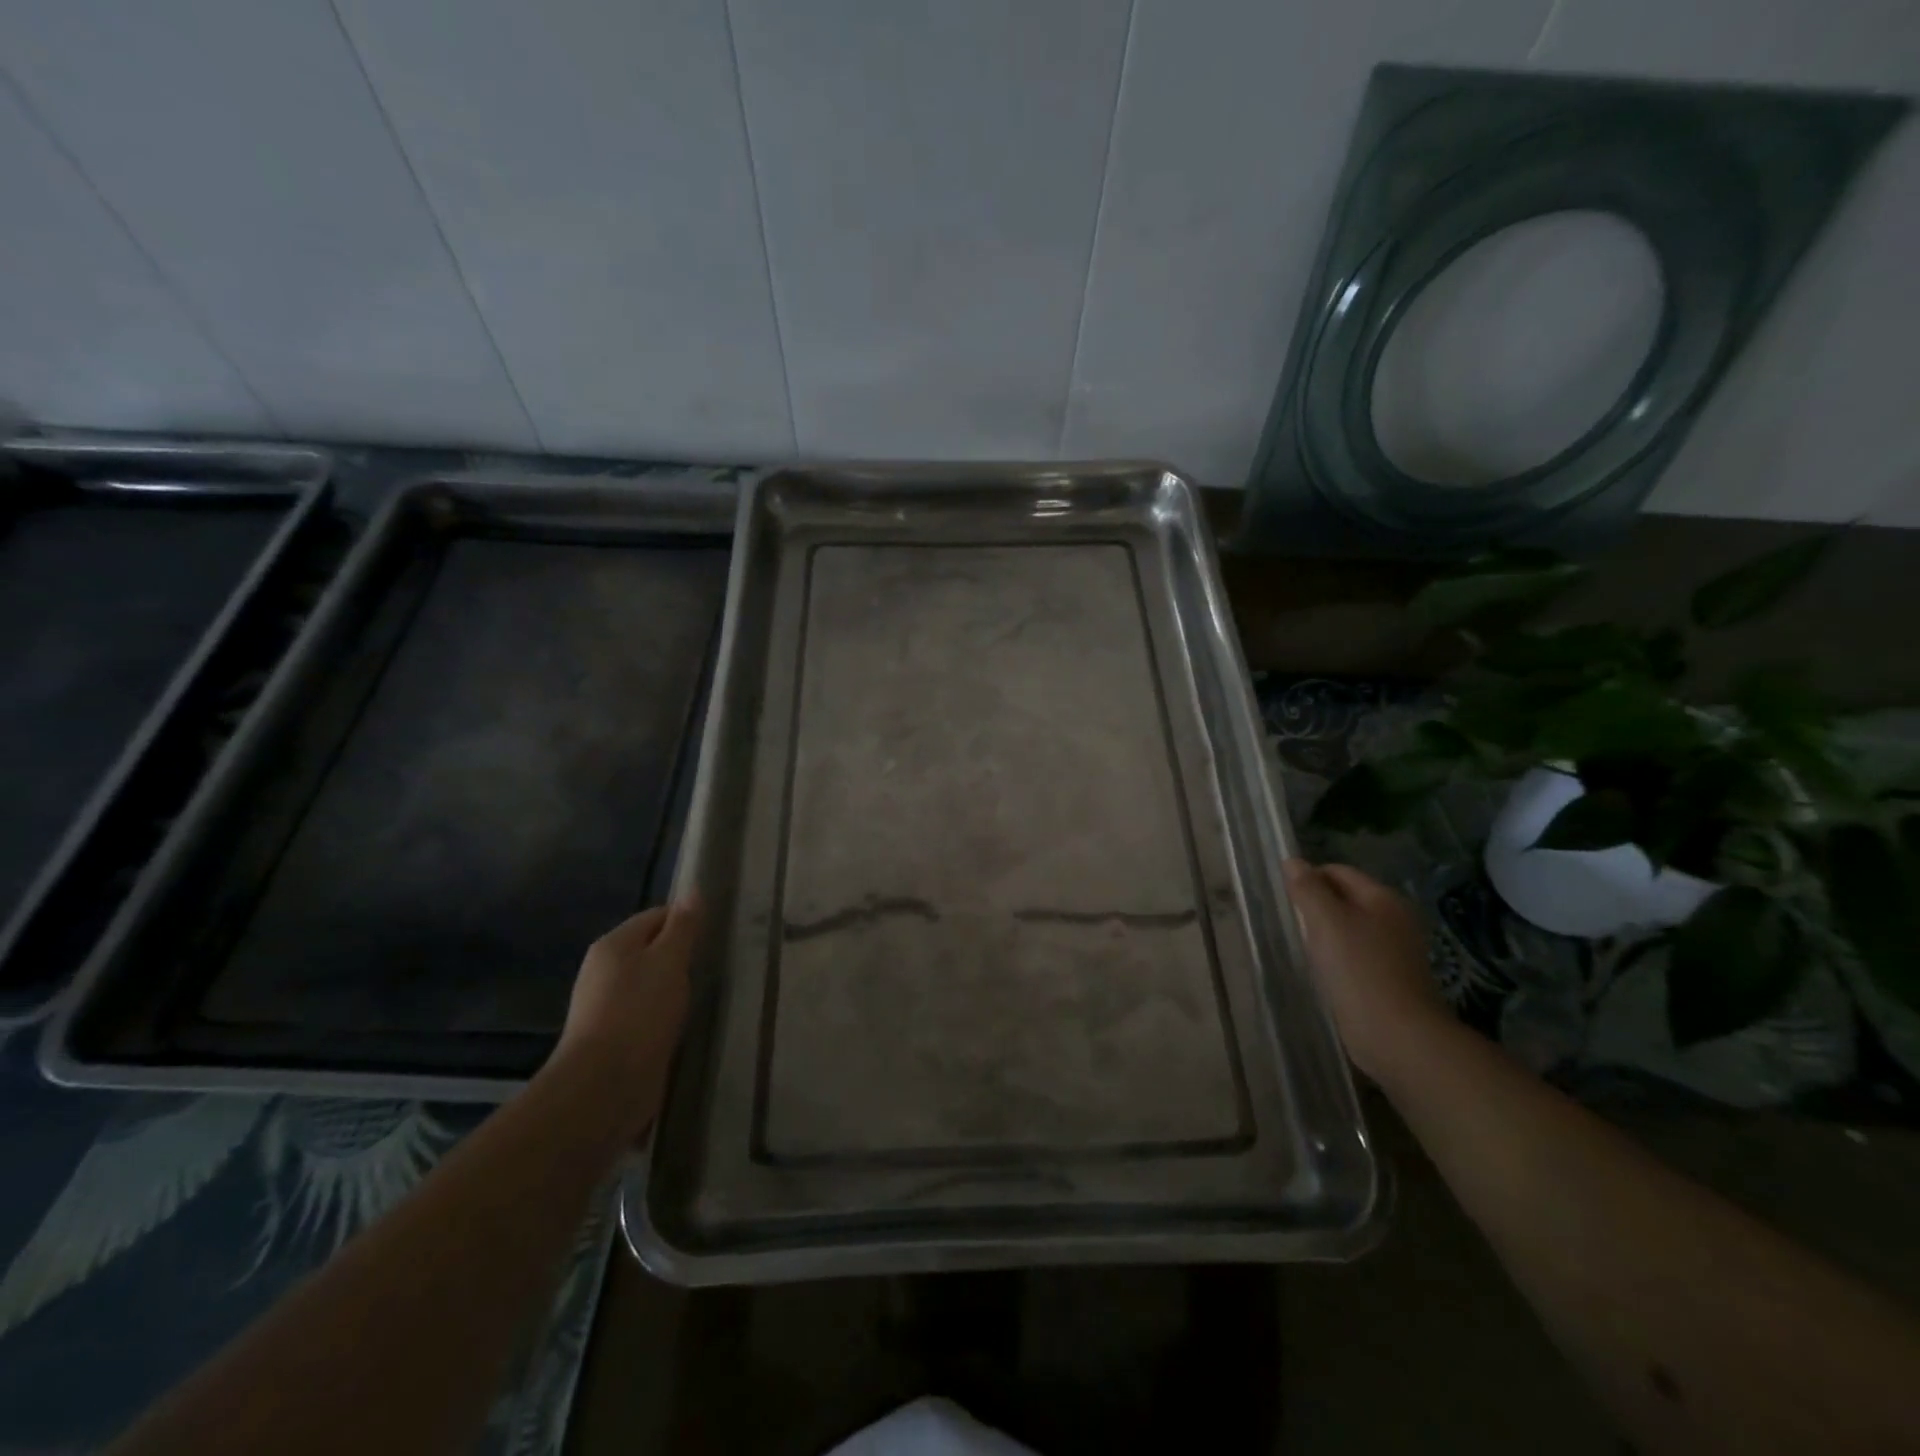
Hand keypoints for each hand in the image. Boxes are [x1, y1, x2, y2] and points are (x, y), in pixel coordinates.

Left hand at [553, 895, 702, 1140]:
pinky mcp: (615, 1038)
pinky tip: (685, 1025)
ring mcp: (607, 1006)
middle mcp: (604, 970)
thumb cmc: (639, 1012)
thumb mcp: (669, 960)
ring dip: (675, 989)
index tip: (717, 933)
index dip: (687, 920)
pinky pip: (647, 1014)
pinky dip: (666, 1015)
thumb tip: (692, 891)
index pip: (657, 916)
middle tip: (715, 964)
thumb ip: (683, 927)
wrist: (604, 1086)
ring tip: (705, 995)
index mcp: (614, 944)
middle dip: (682, 956)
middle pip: (652, 950)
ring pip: (651, 984)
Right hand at [1283, 859, 1450, 1083]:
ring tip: (1304, 948)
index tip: (1285, 899)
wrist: (1397, 1036)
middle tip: (1292, 924)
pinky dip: (1337, 957)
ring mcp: (1395, 951)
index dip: (1309, 878)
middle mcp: (1394, 919)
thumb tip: (1292, 861)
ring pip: (1349, 928)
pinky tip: (1323, 971)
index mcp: (1383, 898)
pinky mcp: (1390, 979)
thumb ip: (1307, 889)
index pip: (1338, 871)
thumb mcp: (1325, 921)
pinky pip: (1356, 955)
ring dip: (1325, 934)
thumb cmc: (1359, 970)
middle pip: (1345, 898)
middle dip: (1316, 906)